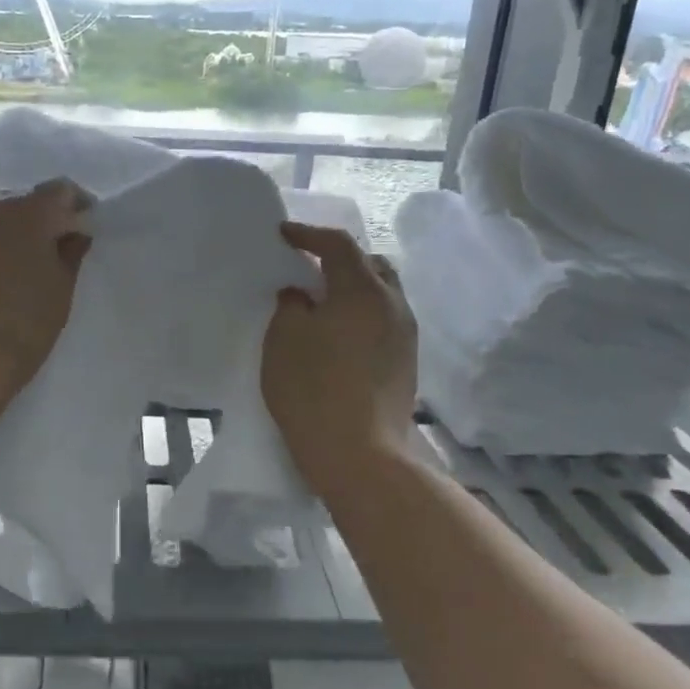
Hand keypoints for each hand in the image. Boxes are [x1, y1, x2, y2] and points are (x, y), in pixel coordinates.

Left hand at [0, 179, 90, 388]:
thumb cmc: (21, 329)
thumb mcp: (59, 294)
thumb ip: (69, 255)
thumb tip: (72, 235)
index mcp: (24, 214)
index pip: (58, 192)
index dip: (73, 207)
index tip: (77, 229)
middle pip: (14, 208)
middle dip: (29, 228)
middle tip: (37, 262)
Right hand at [262, 222, 417, 498]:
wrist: (360, 455)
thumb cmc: (313, 389)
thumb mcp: (284, 340)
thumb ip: (290, 306)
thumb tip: (300, 295)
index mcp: (363, 290)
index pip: (339, 245)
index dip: (309, 234)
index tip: (283, 234)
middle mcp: (393, 305)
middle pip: (370, 264)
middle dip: (339, 259)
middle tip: (308, 268)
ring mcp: (405, 336)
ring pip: (381, 294)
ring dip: (352, 289)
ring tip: (322, 303)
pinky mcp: (406, 363)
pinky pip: (383, 321)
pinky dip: (361, 314)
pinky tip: (338, 335)